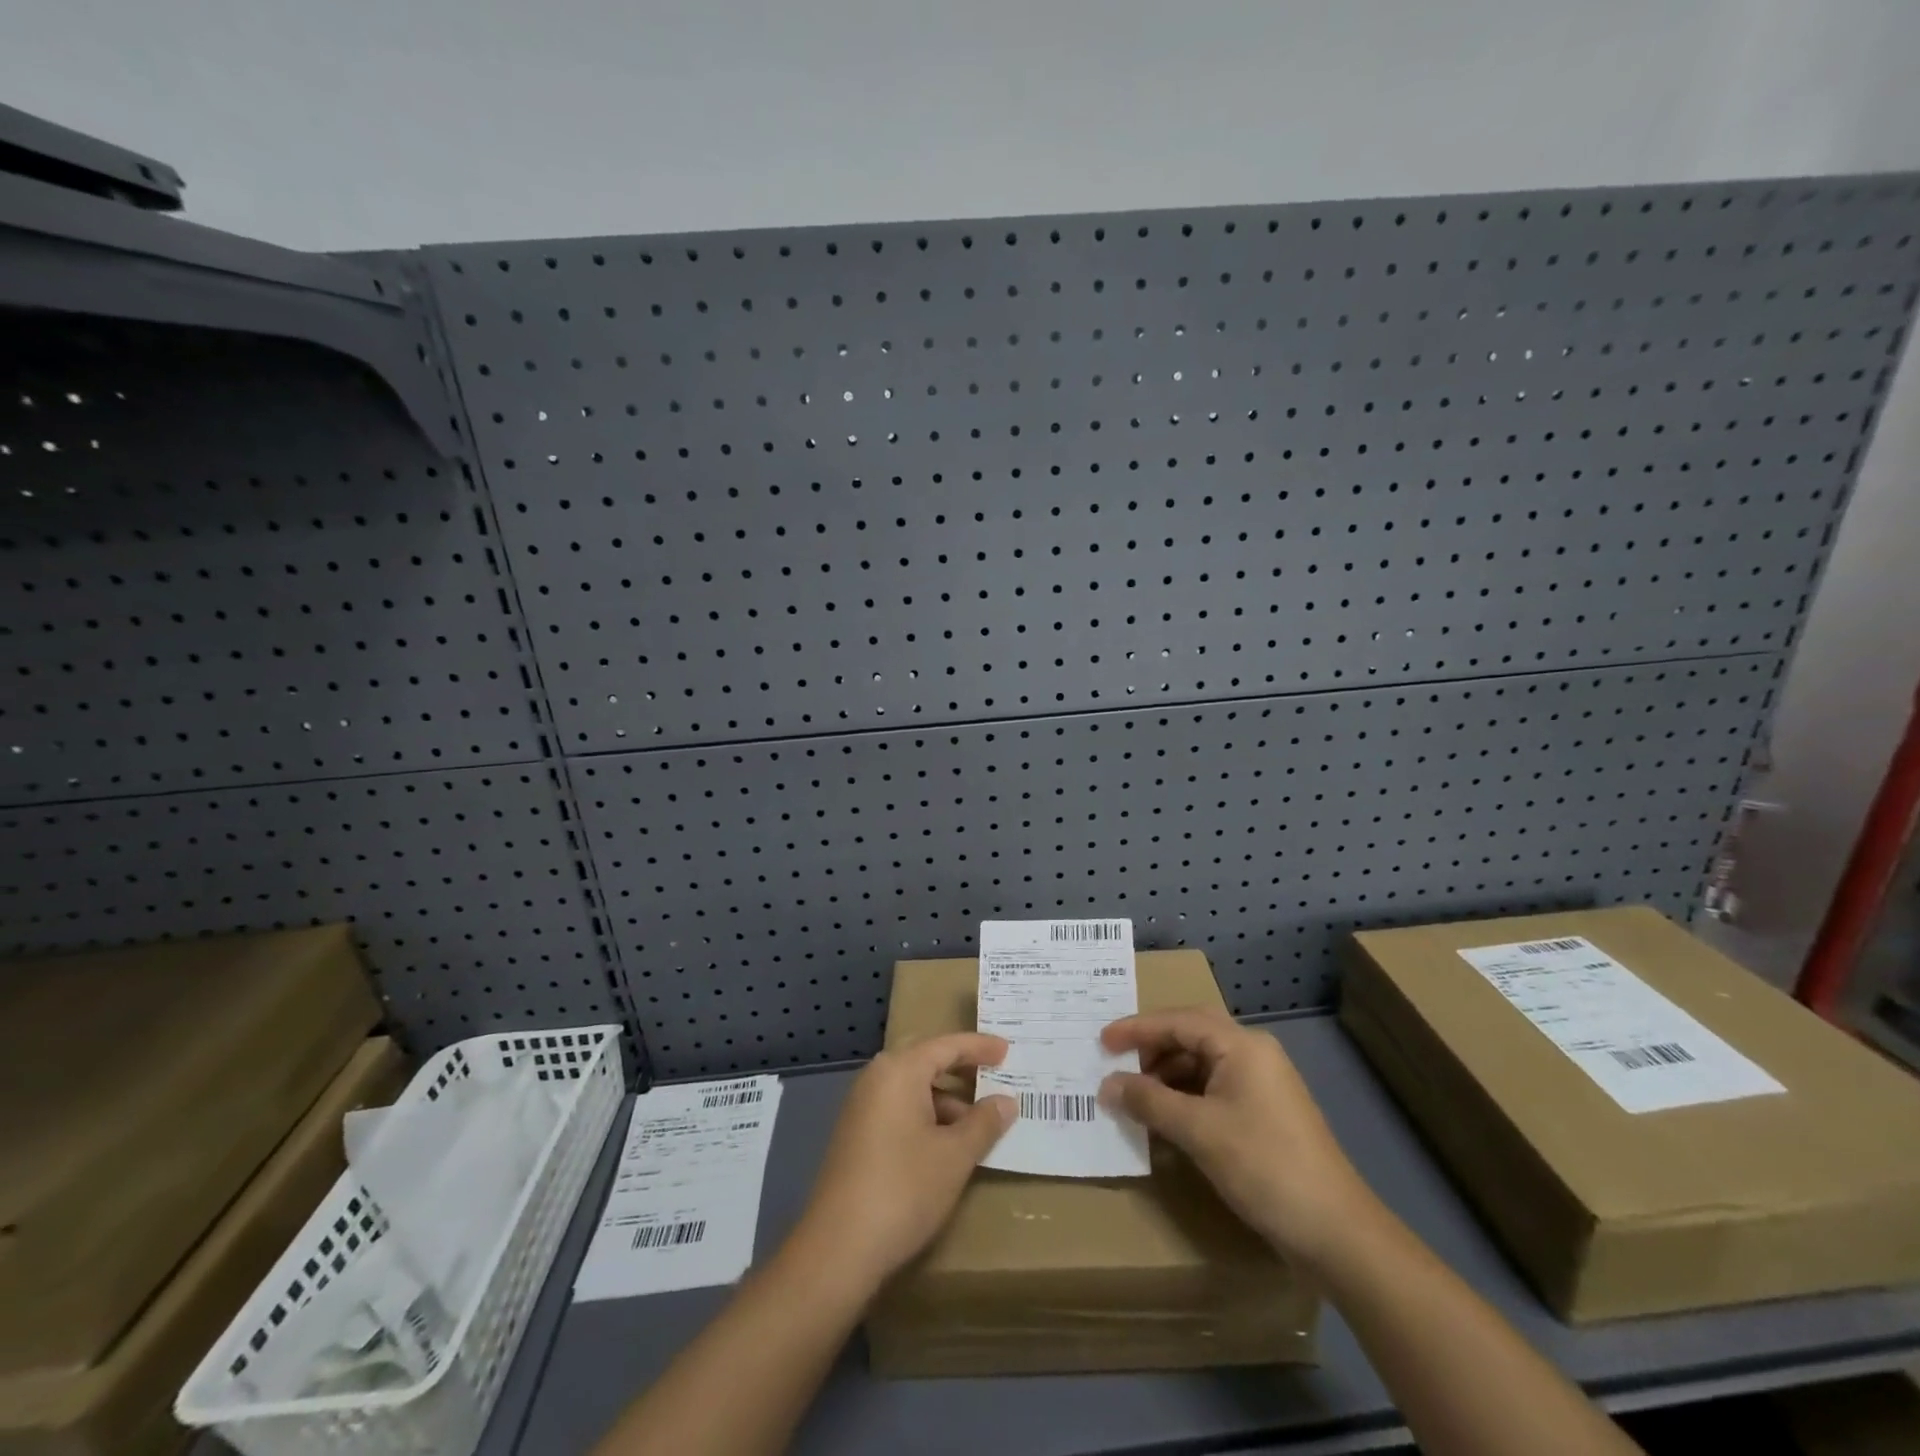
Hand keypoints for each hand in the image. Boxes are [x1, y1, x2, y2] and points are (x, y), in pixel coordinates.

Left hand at [793, 1032, 1016, 1292]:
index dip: (979, 1047)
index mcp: (899, 1070)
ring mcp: (862, 1107)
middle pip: (927, 1062)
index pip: (947, 1045)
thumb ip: (984, 1123)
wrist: (838, 1249)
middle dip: (963, 1071)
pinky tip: (948, 1146)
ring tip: (981, 1125)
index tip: (1007, 1049)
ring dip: (947, 1102)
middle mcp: (877, 1078)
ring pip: (914, 1090)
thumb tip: (1005, 1101)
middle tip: (997, 1077)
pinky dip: (927, 1118)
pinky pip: (900, 1110)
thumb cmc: (904, 1189)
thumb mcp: (955, 1156)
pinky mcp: (856, 1135)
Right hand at [1099, 1009, 1374, 1267]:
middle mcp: (1254, 1055)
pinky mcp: (1265, 1115)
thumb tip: (1108, 1085)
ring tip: (1135, 1096)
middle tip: (1116, 1064)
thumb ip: (1149, 1102)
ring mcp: (1262, 1085)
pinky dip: (1186, 1098)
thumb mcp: (1198, 1131)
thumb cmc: (1264, 1166)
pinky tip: (1166, 1120)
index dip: (1136, 1029)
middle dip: (1151, 1048)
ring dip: (1167, 1076)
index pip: (1178, 1021)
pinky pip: (1214, 1090)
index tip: (1101, 1041)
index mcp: (1242, 1046)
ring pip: (1202, 1064)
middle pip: (1191, 1036)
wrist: (1336, 1233)